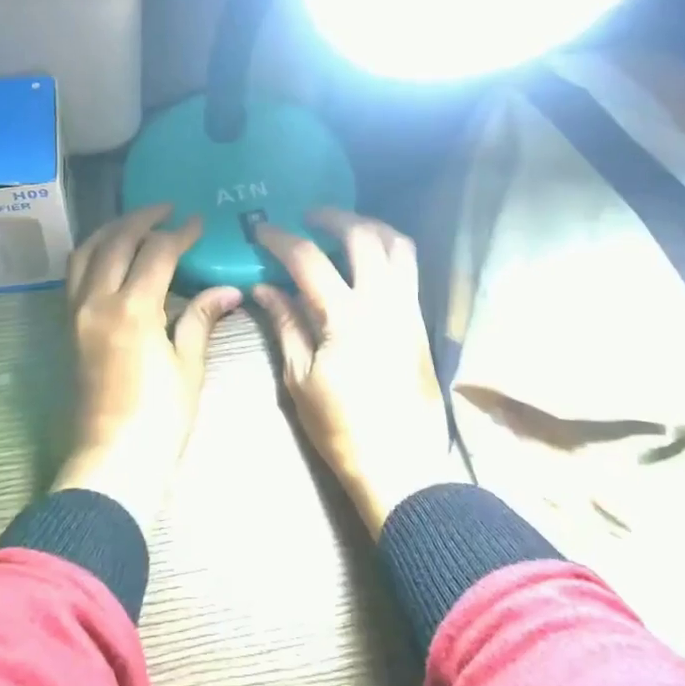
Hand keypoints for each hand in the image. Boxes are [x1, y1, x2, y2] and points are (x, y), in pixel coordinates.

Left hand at [51, 205, 240, 530]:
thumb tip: (229, 290)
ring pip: (86, 252)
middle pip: (116, 241)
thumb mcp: (188, 366)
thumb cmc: (160, 419)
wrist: (112, 461)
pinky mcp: (67, 327)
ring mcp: (76, 313)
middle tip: (167, 209)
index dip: (181, 233)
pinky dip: (92, 253)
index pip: (157, 252)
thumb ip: (202, 318)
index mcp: (133, 309)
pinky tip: (111, 255)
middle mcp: (97, 301)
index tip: (198, 222)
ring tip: (136, 223)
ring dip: (111, 230)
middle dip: (143, 218)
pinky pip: (74, 275)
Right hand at [253, 209, 460, 537]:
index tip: (262, 230)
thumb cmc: (342, 429)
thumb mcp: (300, 379)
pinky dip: (388, 250)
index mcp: (347, 316)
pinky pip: (409, 268)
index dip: (281, 239)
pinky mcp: (422, 322)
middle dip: (333, 217)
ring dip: (370, 227)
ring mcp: (410, 309)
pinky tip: (367, 262)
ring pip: (399, 245)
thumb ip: (285, 324)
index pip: (309, 259)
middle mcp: (385, 301)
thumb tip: (264, 288)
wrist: (401, 467)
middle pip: (363, 235)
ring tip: (345, 229)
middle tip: (309, 217)